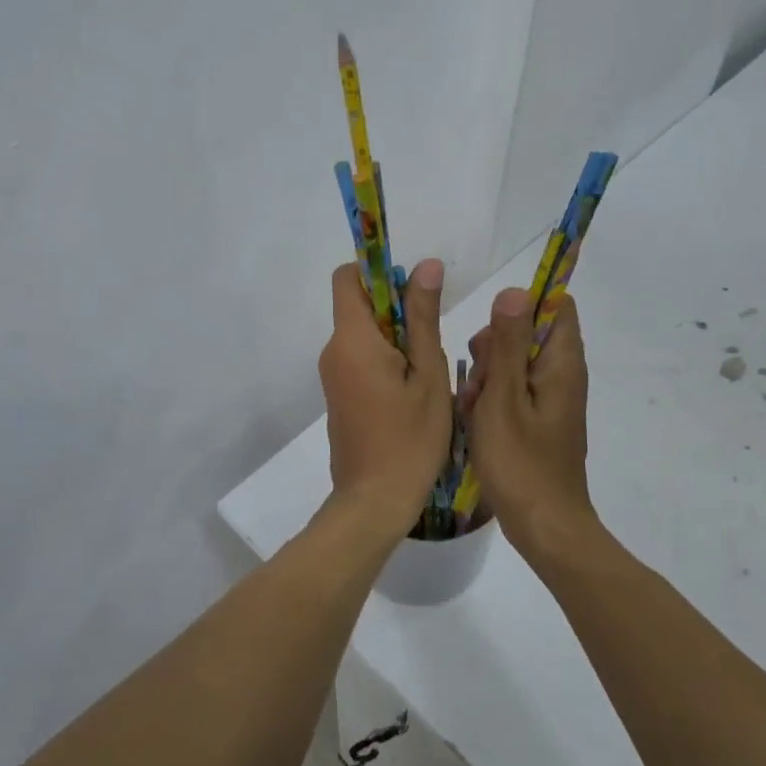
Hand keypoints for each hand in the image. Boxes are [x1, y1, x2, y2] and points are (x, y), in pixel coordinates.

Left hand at [318, 259, 452, 538]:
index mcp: (352, 339)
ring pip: (362, 334)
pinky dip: (385, 359)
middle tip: (432, 336)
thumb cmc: (411, 437)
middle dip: (394, 307)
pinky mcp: (339, 396)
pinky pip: (359, 359)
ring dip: (394, 337)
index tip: (413, 290)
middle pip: (357, 305)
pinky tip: (413, 389)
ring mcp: (333, 376)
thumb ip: (423, 317)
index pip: (347, 277)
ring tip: (428, 367)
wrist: (375, 501)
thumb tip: (426, 265)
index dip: (378, 272)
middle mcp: (333, 351)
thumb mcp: (428, 373)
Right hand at [460, 286, 595, 551]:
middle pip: (526, 334)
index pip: (556, 306)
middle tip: (479, 381)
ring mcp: (549, 399)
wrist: (543, 526)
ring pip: (512, 364)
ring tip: (473, 408)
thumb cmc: (521, 462)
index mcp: (561, 364)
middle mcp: (561, 375)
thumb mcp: (504, 398)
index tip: (493, 333)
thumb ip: (508, 344)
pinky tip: (475, 422)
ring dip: (486, 376)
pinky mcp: (537, 420)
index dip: (522, 307)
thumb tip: (516, 290)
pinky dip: (491, 399)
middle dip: (494, 347)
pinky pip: (511, 392)